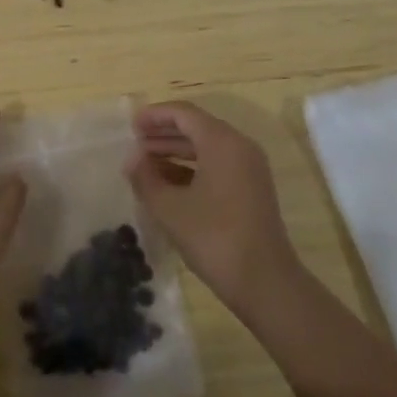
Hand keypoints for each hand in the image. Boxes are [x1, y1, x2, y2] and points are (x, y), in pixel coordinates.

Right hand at [125, 102, 301, 319]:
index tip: (131, 126)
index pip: (184, 113)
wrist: (265, 282)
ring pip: (206, 147)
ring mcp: (249, 168)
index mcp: (222, 142)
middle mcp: (239, 147)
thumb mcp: (170, 208)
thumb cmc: (214, 238)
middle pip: (196, 127)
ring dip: (176, 151)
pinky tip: (168, 183)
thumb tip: (132, 159)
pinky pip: (217, 164)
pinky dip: (192, 167)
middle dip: (164, 133)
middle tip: (135, 143)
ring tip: (145, 164)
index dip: (155, 115)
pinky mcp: (251, 188)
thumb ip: (146, 178)